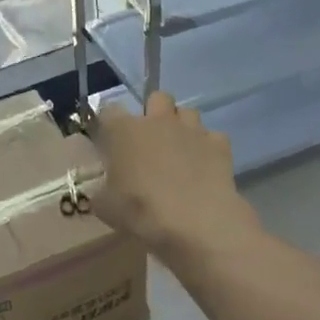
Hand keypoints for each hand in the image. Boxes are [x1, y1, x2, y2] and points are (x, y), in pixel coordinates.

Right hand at [92, 92, 258, 263]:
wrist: (196, 222)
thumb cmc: (142, 210)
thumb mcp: (106, 208)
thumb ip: (100, 193)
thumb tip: (100, 192)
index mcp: (124, 130)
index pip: (109, 110)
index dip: (109, 123)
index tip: (110, 140)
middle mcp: (158, 120)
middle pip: (157, 98)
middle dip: (154, 112)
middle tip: (150, 140)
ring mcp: (192, 129)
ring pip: (187, 112)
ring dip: (181, 126)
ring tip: (180, 150)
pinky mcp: (219, 144)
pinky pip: (212, 136)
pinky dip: (207, 147)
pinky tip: (204, 166)